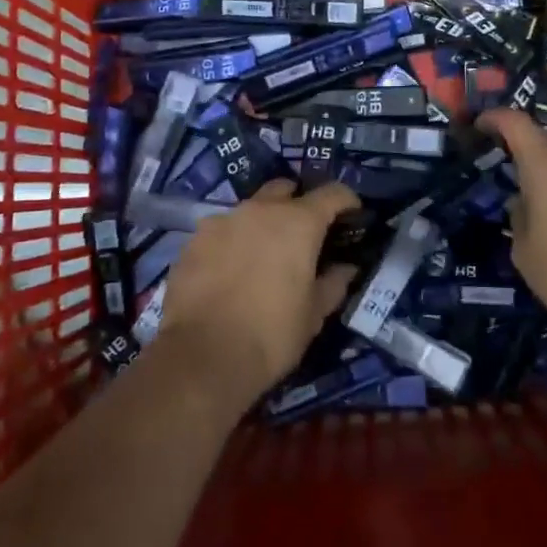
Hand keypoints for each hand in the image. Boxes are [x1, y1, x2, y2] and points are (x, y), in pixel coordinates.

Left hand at [153, 179, 358, 406]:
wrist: (201, 357)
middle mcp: (260, 210)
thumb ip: (333, 284)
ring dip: (261, 223)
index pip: (332, 193)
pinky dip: (231, 242)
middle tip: (303, 234)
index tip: (352, 214)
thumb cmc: (271, 334)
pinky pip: (221, 231)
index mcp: (298, 222)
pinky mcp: (193, 240)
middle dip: (297, 204)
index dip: (346, 200)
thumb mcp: (313, 315)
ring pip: (249, 209)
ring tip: (262, 255)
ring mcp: (222, 220)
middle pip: (285, 190)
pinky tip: (229, 270)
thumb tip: (347, 268)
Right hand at [480, 108, 546, 341]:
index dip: (495, 119)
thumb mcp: (526, 254)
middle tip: (509, 175)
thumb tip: (522, 205)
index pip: (515, 123)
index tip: (480, 126)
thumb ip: (518, 221)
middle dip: (525, 153)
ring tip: (541, 209)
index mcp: (545, 166)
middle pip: (545, 142)